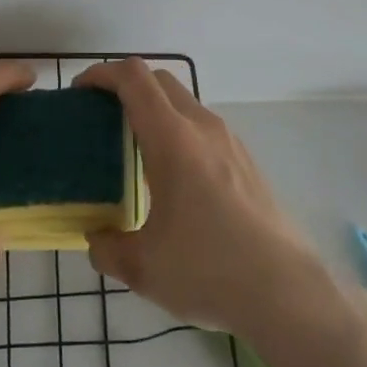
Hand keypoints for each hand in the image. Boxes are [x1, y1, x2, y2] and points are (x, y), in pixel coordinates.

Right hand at [78, 57, 329, 338]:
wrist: (287, 292)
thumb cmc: (209, 270)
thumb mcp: (143, 267)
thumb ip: (107, 248)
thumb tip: (96, 238)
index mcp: (173, 139)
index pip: (134, 78)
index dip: (102, 74)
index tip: (80, 92)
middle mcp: (203, 127)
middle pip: (159, 80)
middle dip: (125, 86)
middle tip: (101, 117)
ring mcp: (230, 141)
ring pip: (184, 102)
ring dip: (154, 109)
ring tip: (133, 149)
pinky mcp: (246, 160)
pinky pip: (203, 127)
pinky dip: (178, 130)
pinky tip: (173, 177)